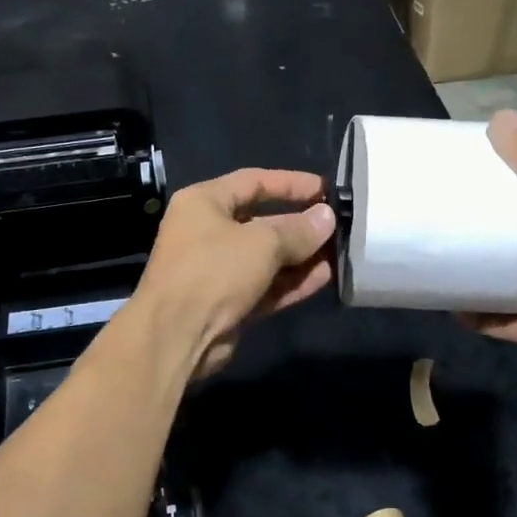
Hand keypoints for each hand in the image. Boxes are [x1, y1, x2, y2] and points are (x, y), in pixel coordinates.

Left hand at [136, 168, 337, 380]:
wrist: (176, 335)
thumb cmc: (214, 271)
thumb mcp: (262, 243)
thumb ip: (298, 230)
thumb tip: (327, 218)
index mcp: (203, 203)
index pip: (252, 181)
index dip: (290, 183)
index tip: (325, 189)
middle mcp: (207, 232)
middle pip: (261, 222)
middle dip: (299, 225)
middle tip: (338, 227)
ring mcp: (217, 270)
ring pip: (266, 258)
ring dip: (300, 257)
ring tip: (339, 254)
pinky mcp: (227, 303)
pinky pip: (265, 286)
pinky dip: (291, 282)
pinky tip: (325, 278)